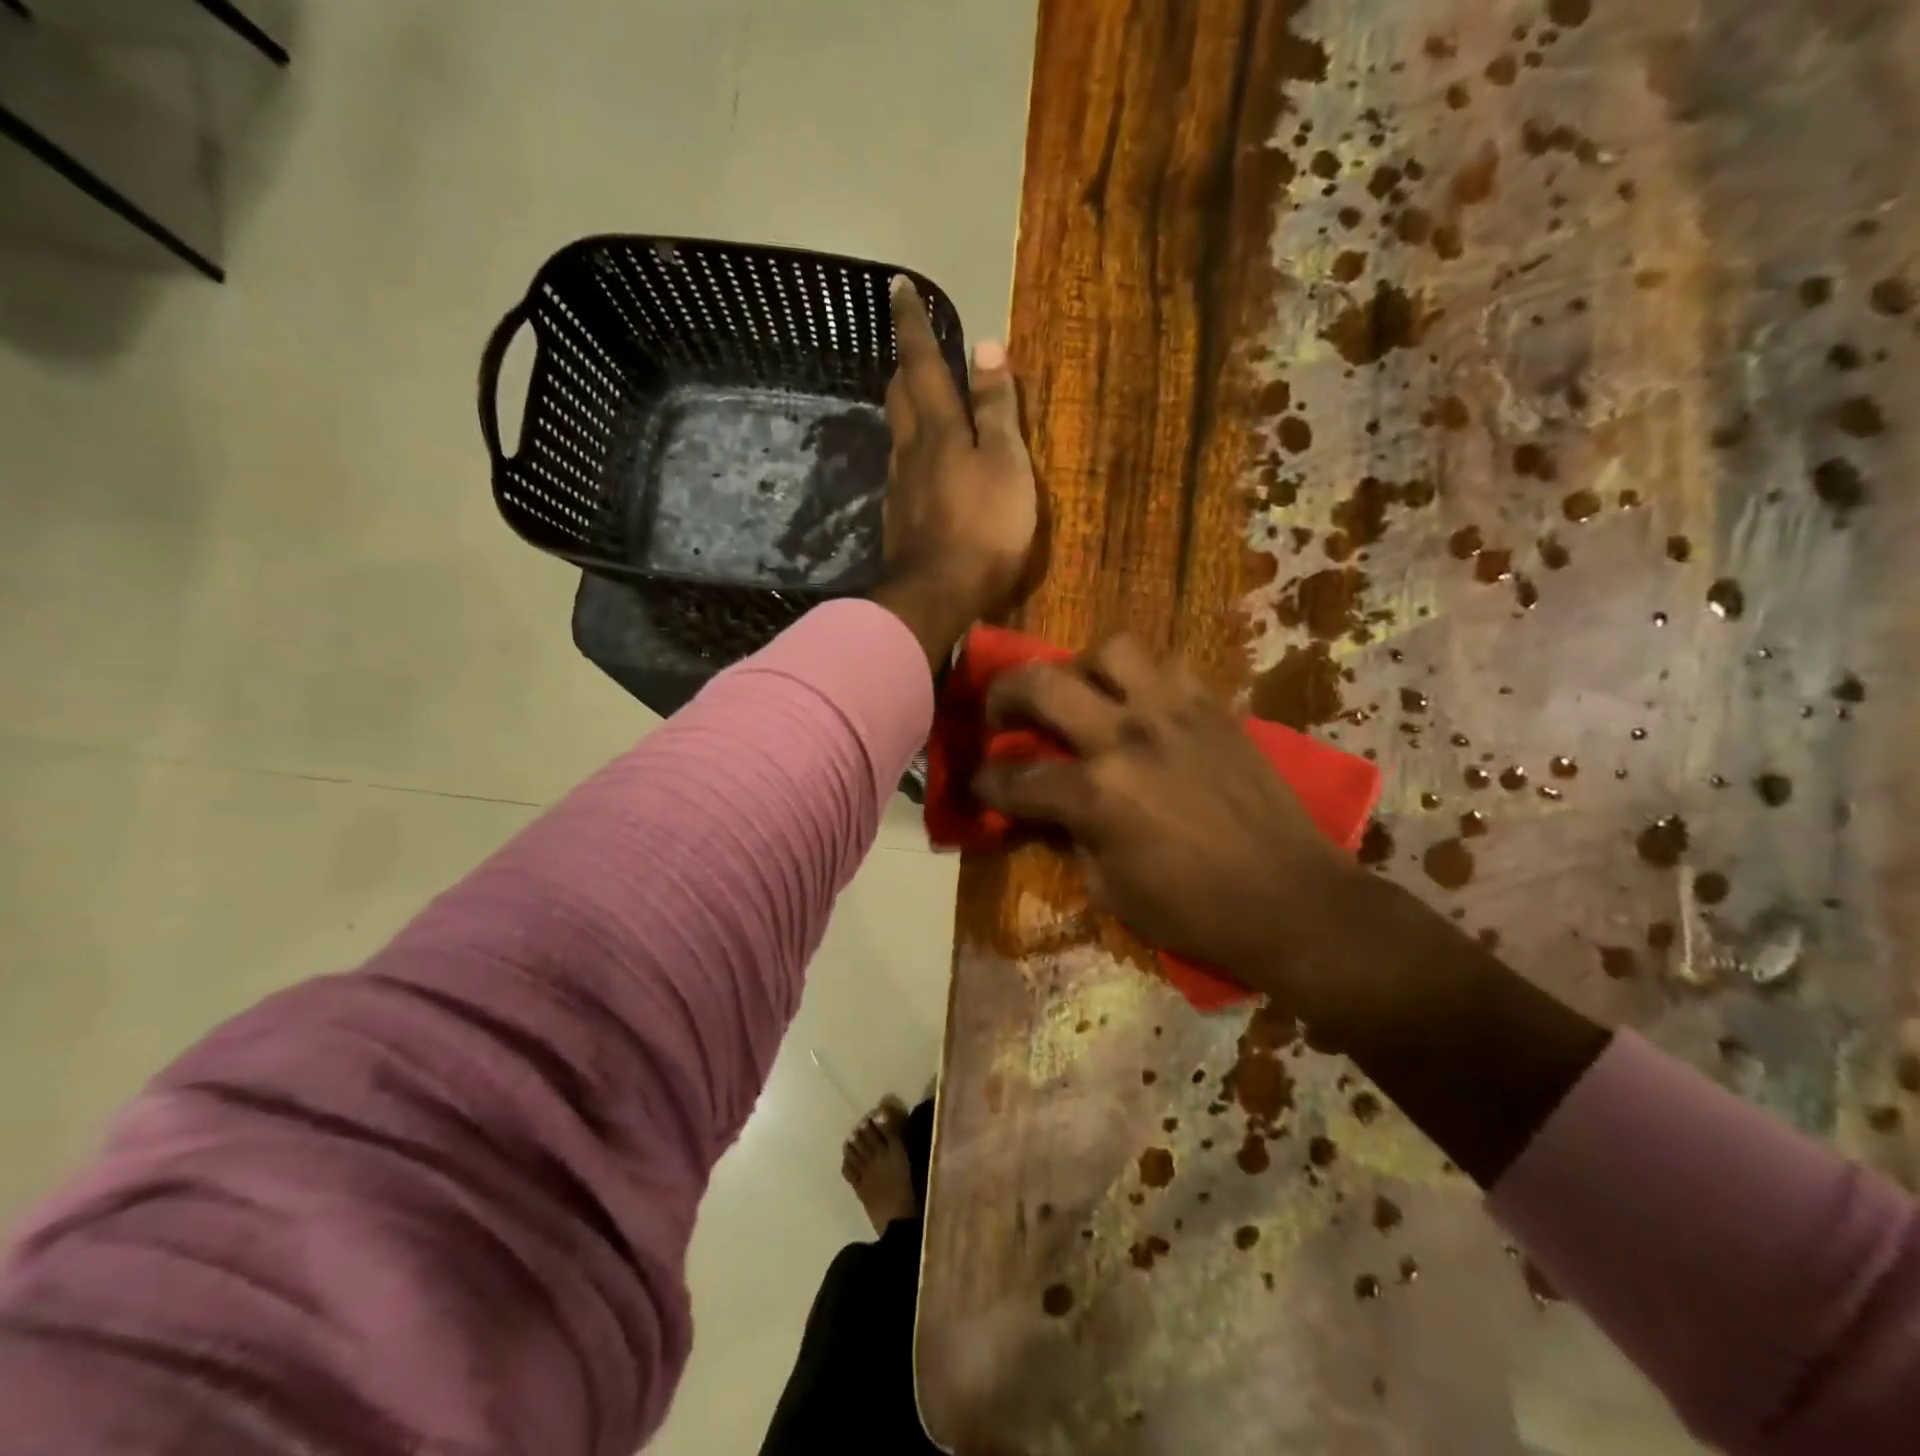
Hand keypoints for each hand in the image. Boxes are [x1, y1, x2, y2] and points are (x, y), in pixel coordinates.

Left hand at [873, 277, 1036, 663]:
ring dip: (905, 409)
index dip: (912, 324)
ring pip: (897, 434)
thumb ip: (997, 408)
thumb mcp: (1006, 463)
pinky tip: (922, 467)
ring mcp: (899, 487)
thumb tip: (985, 345)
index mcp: (938, 428)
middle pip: (899, 396)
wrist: (938, 595)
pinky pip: (902, 472)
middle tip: (912, 349)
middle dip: (904, 366)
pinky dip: (911, 454)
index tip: (897, 286)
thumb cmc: (984, 527)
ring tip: (921, 402)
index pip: (922, 362)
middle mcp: (909, 450)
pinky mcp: (898, 520)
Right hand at [971, 636, 1370, 1032]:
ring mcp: (1175, 713)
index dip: (984, 782)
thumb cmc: (1195, 911)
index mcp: (1097, 794)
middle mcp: (1128, 737)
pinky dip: (1142, 679)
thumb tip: (1045, 809)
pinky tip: (1140, 705)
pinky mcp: (1215, 708)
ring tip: (1083, 694)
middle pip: (1043, 684)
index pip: (1016, 777)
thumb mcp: (1110, 888)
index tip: (975, 782)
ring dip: (1082, 668)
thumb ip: (1069, 837)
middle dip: (1004, 694)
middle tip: (1001, 712)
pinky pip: (1168, 667)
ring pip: (1112, 650)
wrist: (1293, 901)